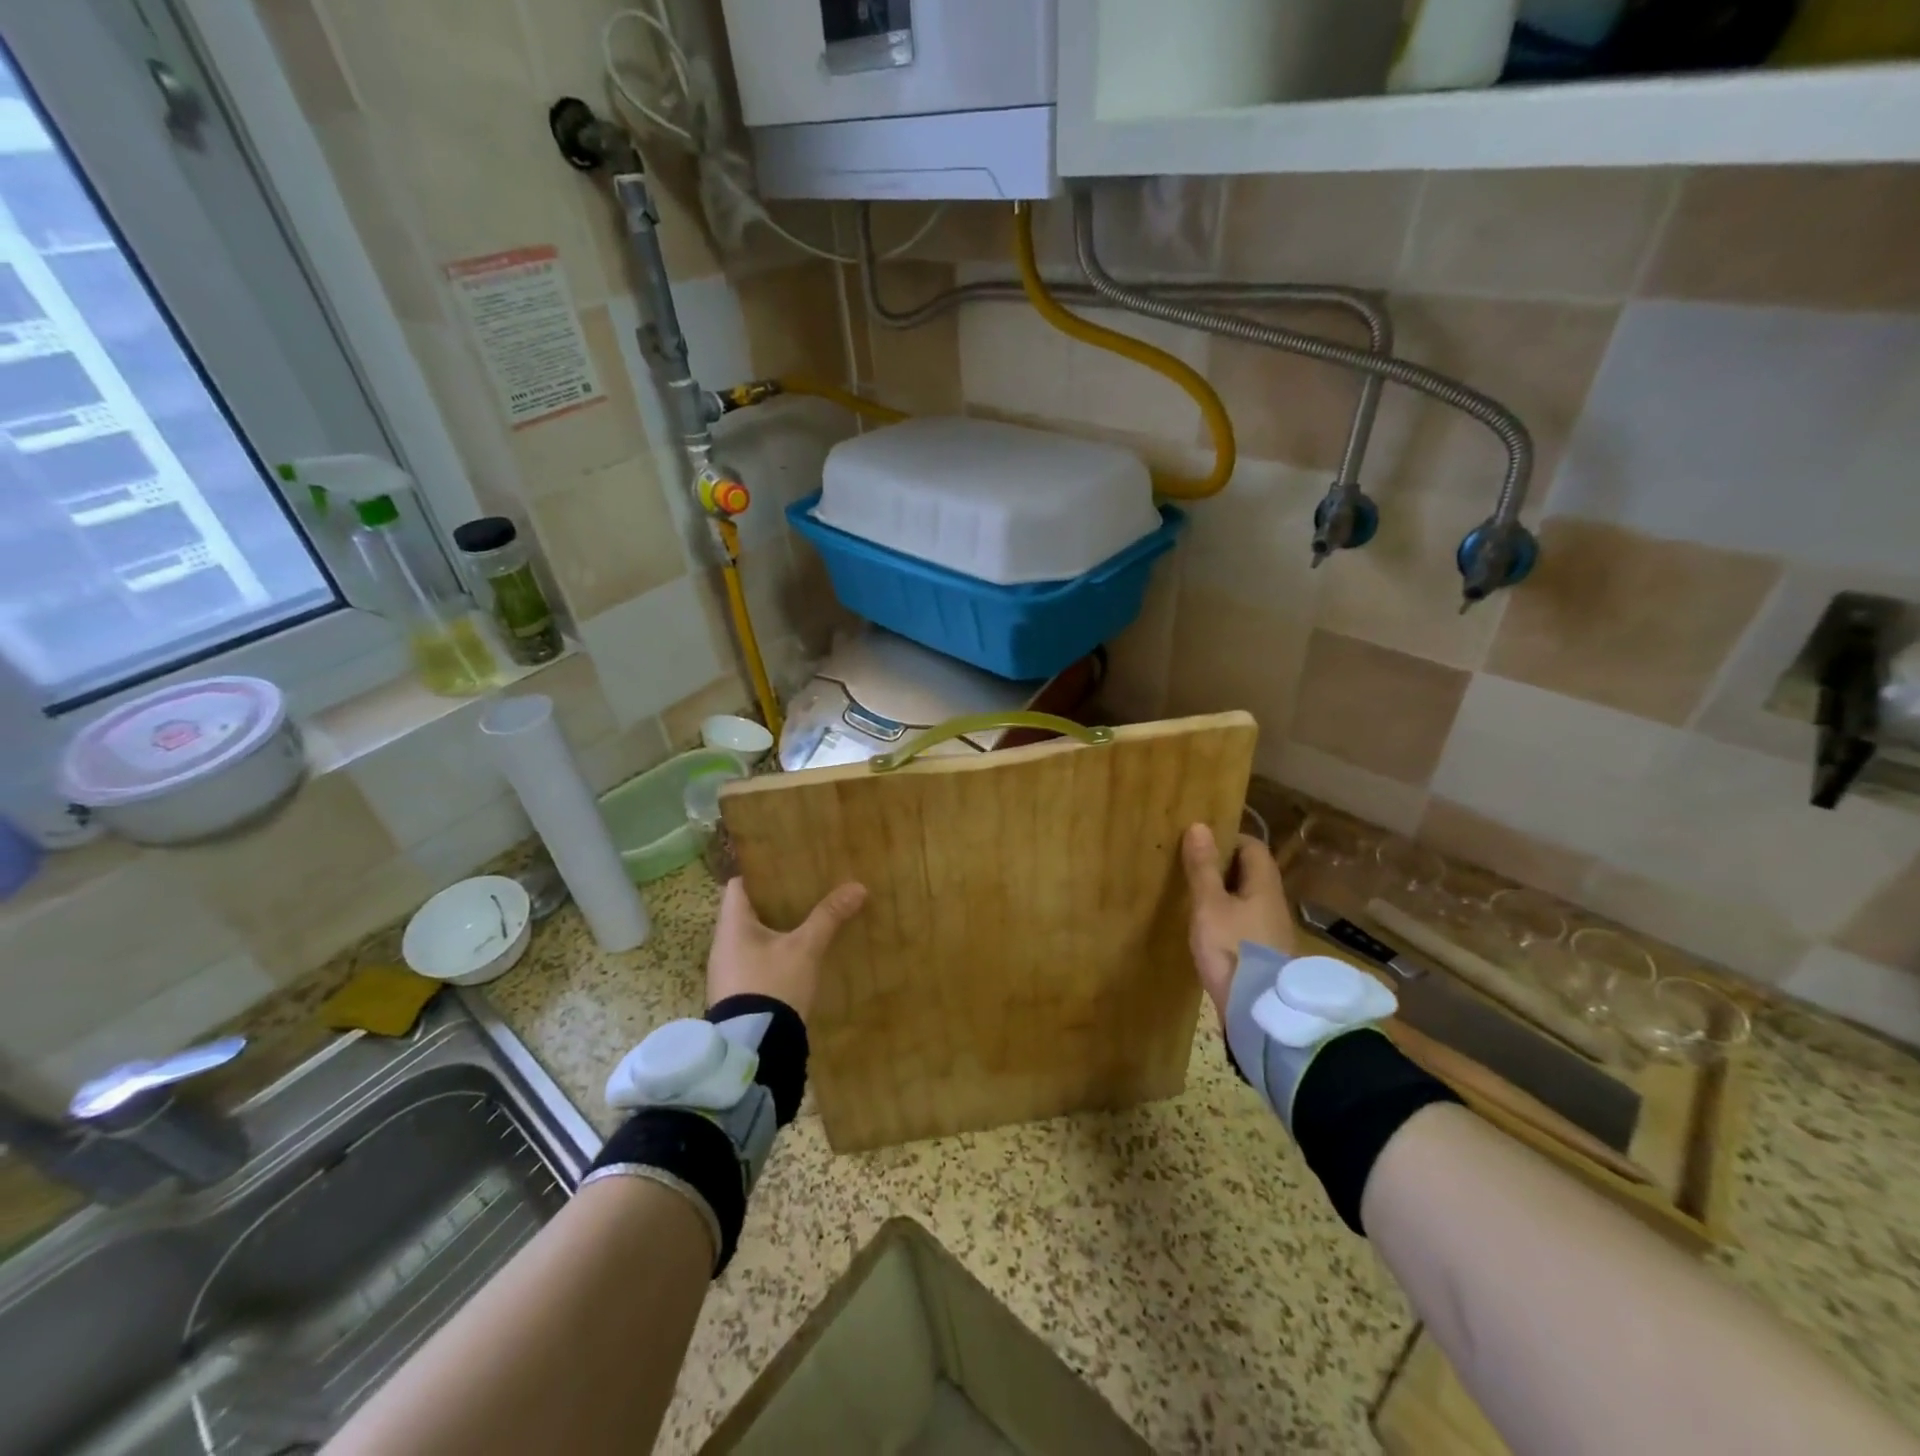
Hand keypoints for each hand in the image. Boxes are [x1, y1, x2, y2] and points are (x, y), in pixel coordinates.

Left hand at [706, 878, 867, 1021]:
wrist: (755, 1048)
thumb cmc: (773, 985)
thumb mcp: (805, 948)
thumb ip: (828, 916)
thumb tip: (857, 887)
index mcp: (732, 926)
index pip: (738, 885)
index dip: (760, 873)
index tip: (787, 868)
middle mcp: (723, 944)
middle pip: (747, 910)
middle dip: (775, 901)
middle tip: (806, 891)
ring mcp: (728, 971)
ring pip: (752, 937)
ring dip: (775, 928)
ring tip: (806, 919)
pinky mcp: (738, 992)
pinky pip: (755, 960)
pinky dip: (773, 952)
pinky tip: (798, 955)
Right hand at [1182, 824, 1295, 1025]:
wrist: (1259, 1013)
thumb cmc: (1233, 950)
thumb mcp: (1210, 906)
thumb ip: (1203, 868)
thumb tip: (1200, 826)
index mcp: (1264, 886)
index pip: (1253, 847)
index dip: (1228, 838)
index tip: (1200, 842)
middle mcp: (1273, 904)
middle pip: (1251, 872)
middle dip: (1222, 865)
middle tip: (1190, 865)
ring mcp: (1271, 930)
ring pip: (1247, 898)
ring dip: (1223, 892)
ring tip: (1192, 893)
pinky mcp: (1263, 953)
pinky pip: (1245, 921)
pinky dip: (1226, 915)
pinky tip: (1205, 927)